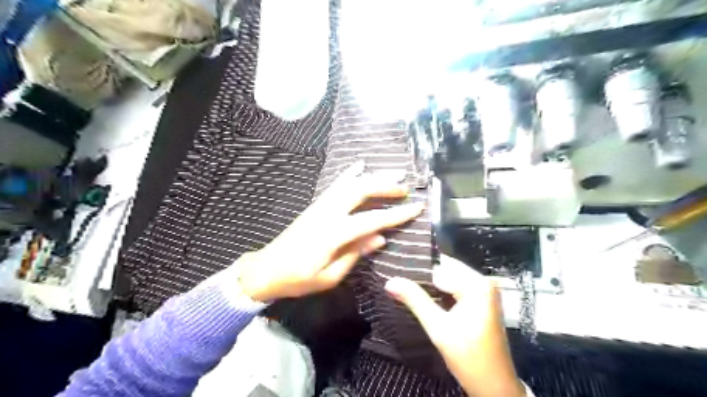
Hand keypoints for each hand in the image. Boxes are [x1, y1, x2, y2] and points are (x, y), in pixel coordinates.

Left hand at [237, 160, 423, 300]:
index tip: (416, 207)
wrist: (266, 269)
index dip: (396, 214)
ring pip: (349, 183)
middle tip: (405, 186)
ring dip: (373, 176)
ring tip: (393, 172)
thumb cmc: (298, 279)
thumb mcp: (330, 276)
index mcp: (333, 234)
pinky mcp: (315, 205)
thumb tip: (380, 237)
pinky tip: (360, 165)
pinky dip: (349, 173)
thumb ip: (355, 254)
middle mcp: (327, 213)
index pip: (371, 220)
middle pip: (360, 191)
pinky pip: (335, 185)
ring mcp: (320, 205)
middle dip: (385, 186)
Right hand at [386, 256, 523, 395]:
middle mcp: (483, 281)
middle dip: (422, 276)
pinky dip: (440, 290)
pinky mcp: (481, 300)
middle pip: (446, 269)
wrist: (495, 386)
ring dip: (429, 284)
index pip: (439, 267)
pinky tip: (423, 295)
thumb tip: (390, 281)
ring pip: (449, 277)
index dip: (416, 271)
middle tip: (396, 280)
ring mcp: (484, 290)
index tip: (394, 273)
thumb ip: (414, 300)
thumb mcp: (438, 328)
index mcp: (477, 285)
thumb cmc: (469, 357)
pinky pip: (456, 286)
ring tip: (405, 286)